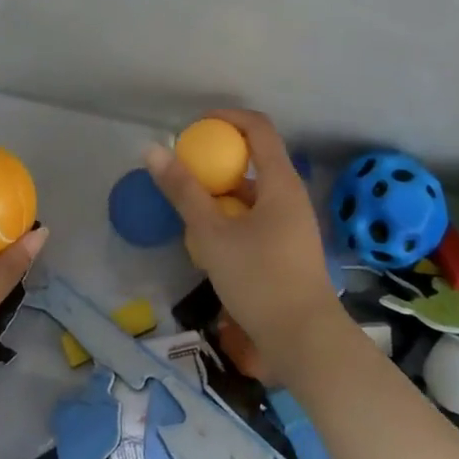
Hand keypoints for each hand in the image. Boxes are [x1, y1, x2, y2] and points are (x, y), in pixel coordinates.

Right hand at [145, 109, 342, 377]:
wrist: (305, 341)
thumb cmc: (259, 279)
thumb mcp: (212, 234)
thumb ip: (183, 191)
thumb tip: (152, 150)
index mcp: (280, 182)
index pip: (258, 128)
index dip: (226, 117)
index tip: (194, 126)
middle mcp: (291, 195)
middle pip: (255, 158)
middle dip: (218, 157)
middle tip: (184, 167)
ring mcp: (292, 223)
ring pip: (254, 191)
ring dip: (222, 190)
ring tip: (189, 204)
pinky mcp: (288, 248)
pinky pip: (257, 216)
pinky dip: (232, 215)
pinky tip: (208, 238)